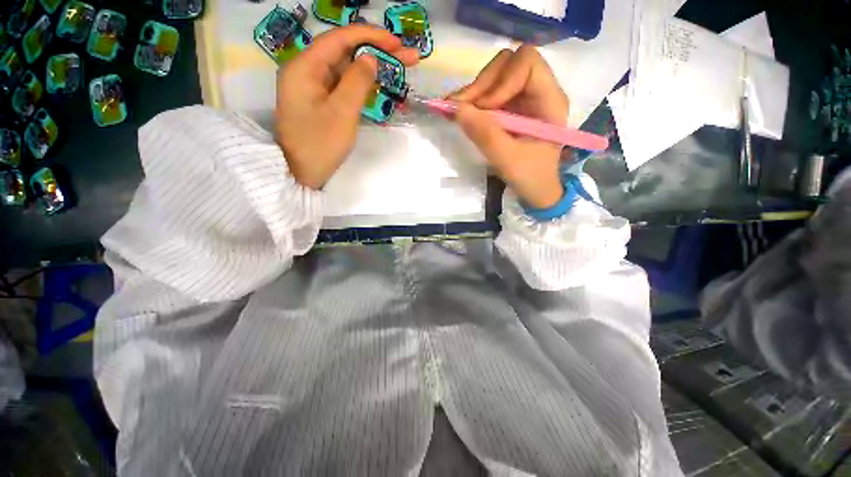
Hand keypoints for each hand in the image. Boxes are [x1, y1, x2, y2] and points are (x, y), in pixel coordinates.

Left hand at [276, 25, 419, 189]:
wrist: (301, 173)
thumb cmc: (320, 145)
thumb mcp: (342, 113)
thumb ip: (357, 81)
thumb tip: (371, 58)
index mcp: (304, 67)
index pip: (339, 38)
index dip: (369, 36)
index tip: (396, 42)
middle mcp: (306, 70)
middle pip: (344, 52)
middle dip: (376, 51)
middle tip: (407, 56)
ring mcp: (313, 87)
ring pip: (345, 68)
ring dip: (371, 66)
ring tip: (400, 66)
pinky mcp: (320, 101)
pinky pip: (343, 85)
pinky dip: (362, 83)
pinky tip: (379, 82)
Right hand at [452, 46, 569, 208]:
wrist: (536, 189)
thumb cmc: (530, 177)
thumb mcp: (507, 160)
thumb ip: (484, 134)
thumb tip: (455, 109)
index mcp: (550, 100)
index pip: (527, 63)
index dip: (501, 80)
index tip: (483, 109)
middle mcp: (538, 91)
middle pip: (508, 63)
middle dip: (482, 84)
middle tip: (460, 108)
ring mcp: (523, 98)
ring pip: (496, 75)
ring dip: (474, 92)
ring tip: (458, 113)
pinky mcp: (510, 107)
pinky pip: (489, 92)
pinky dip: (473, 100)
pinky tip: (461, 113)